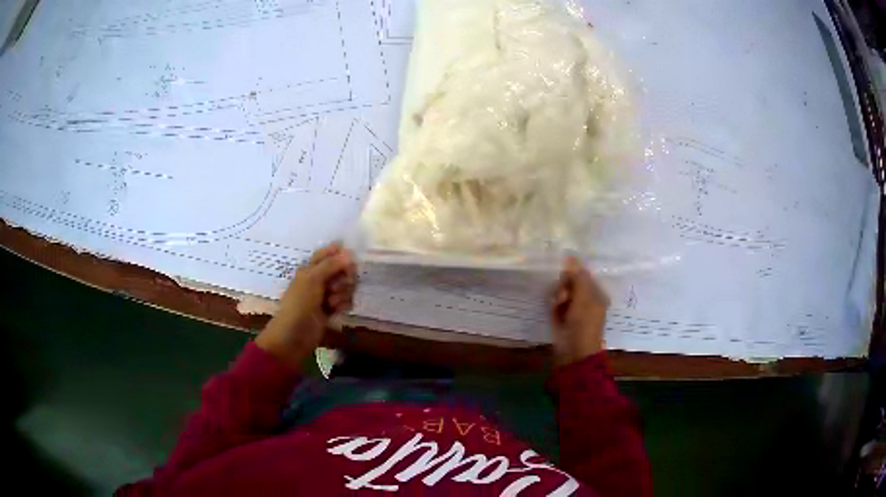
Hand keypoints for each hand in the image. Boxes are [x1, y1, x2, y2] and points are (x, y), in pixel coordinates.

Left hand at [255, 242, 356, 367]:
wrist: (295, 335)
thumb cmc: (299, 304)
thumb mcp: (312, 279)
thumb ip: (331, 265)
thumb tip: (349, 252)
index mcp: (310, 269)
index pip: (327, 254)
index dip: (338, 253)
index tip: (349, 258)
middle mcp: (319, 280)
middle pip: (341, 270)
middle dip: (344, 276)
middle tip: (339, 284)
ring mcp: (326, 295)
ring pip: (346, 286)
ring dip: (343, 293)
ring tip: (332, 302)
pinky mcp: (332, 310)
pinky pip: (346, 301)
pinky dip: (344, 304)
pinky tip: (337, 310)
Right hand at [551, 256, 609, 365]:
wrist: (575, 354)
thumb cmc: (583, 325)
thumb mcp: (583, 298)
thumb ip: (577, 277)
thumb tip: (570, 255)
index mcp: (596, 293)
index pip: (581, 275)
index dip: (571, 276)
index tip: (565, 282)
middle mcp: (586, 300)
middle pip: (570, 283)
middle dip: (563, 288)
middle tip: (561, 298)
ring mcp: (574, 310)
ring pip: (561, 294)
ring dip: (557, 298)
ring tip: (556, 308)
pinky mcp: (563, 319)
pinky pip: (556, 306)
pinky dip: (554, 308)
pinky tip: (553, 313)